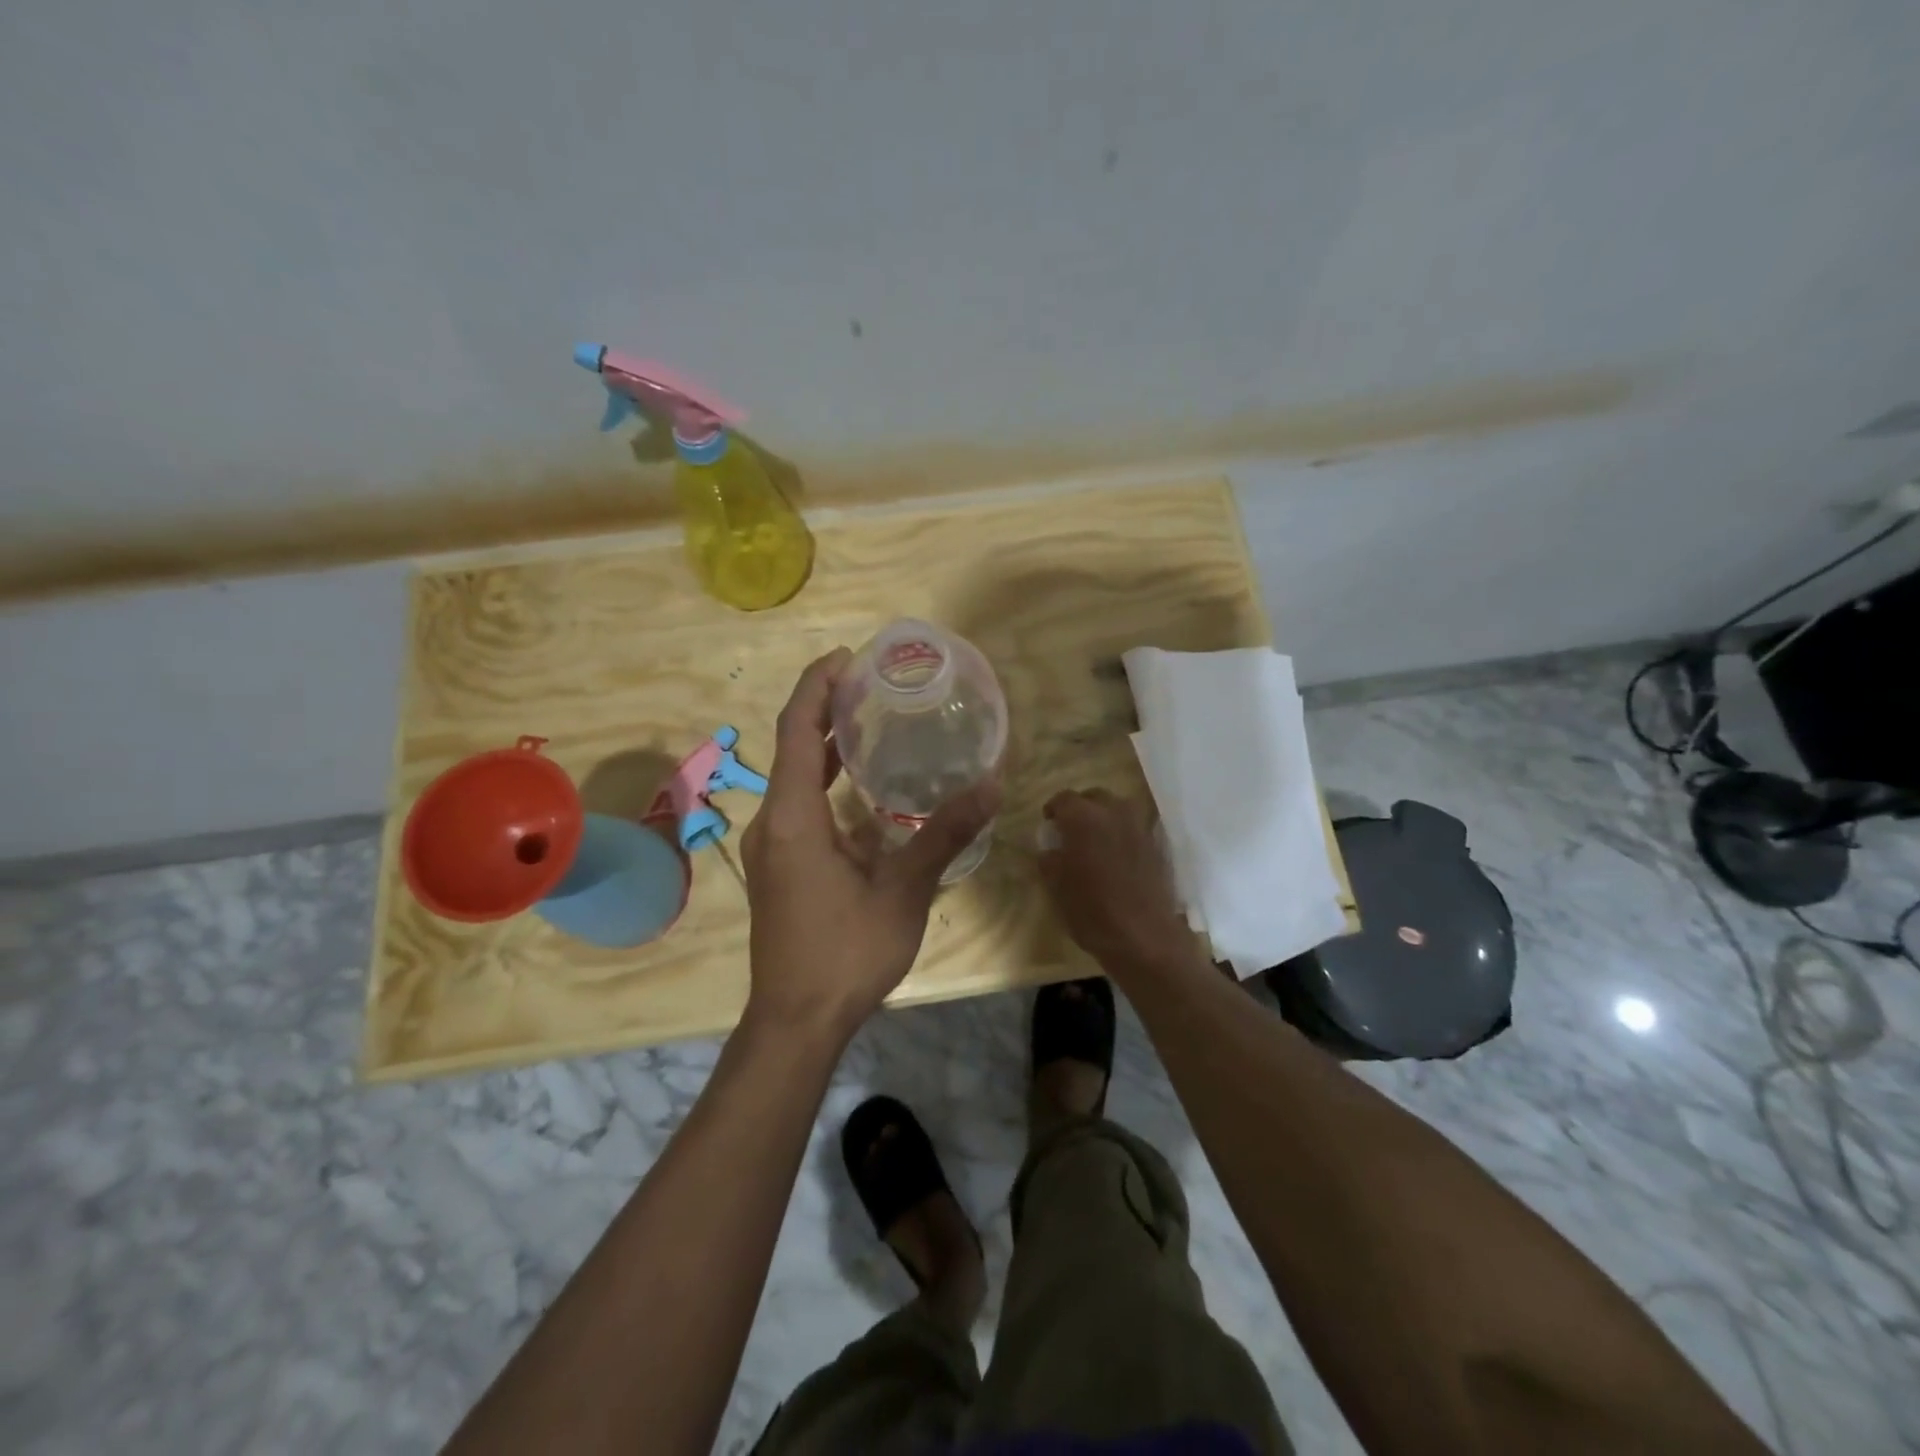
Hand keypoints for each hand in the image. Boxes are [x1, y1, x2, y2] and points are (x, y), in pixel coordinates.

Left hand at [740, 648, 1000, 1038]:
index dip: (817, 686)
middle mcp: (773, 822)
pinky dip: (825, 781)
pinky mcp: (780, 866)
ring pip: (794, 778)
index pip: (796, 730)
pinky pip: (799, 804)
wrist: (796, 1021)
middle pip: (791, 746)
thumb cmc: (845, 953)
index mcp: (793, 817)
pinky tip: (863, 788)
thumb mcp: (903, 892)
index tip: (848, 658)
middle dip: (825, 708)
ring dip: (825, 745)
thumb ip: (944, 834)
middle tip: (872, 684)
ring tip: (870, 720)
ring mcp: (773, 846)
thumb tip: (992, 784)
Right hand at [1038, 789, 1197, 980]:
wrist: (1144, 936)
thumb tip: (1050, 850)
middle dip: (1080, 808)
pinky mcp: (1156, 845)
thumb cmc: (1091, 910)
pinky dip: (1123, 833)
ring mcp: (1139, 827)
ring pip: (1118, 808)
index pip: (1063, 799)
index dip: (1053, 809)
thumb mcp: (1057, 887)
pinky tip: (1117, 854)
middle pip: (1093, 797)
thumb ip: (1049, 861)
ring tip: (1096, 840)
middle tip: (1071, 830)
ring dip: (1104, 817)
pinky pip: (1134, 827)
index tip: (1049, 824)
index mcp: (1084, 818)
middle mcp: (1114, 812)